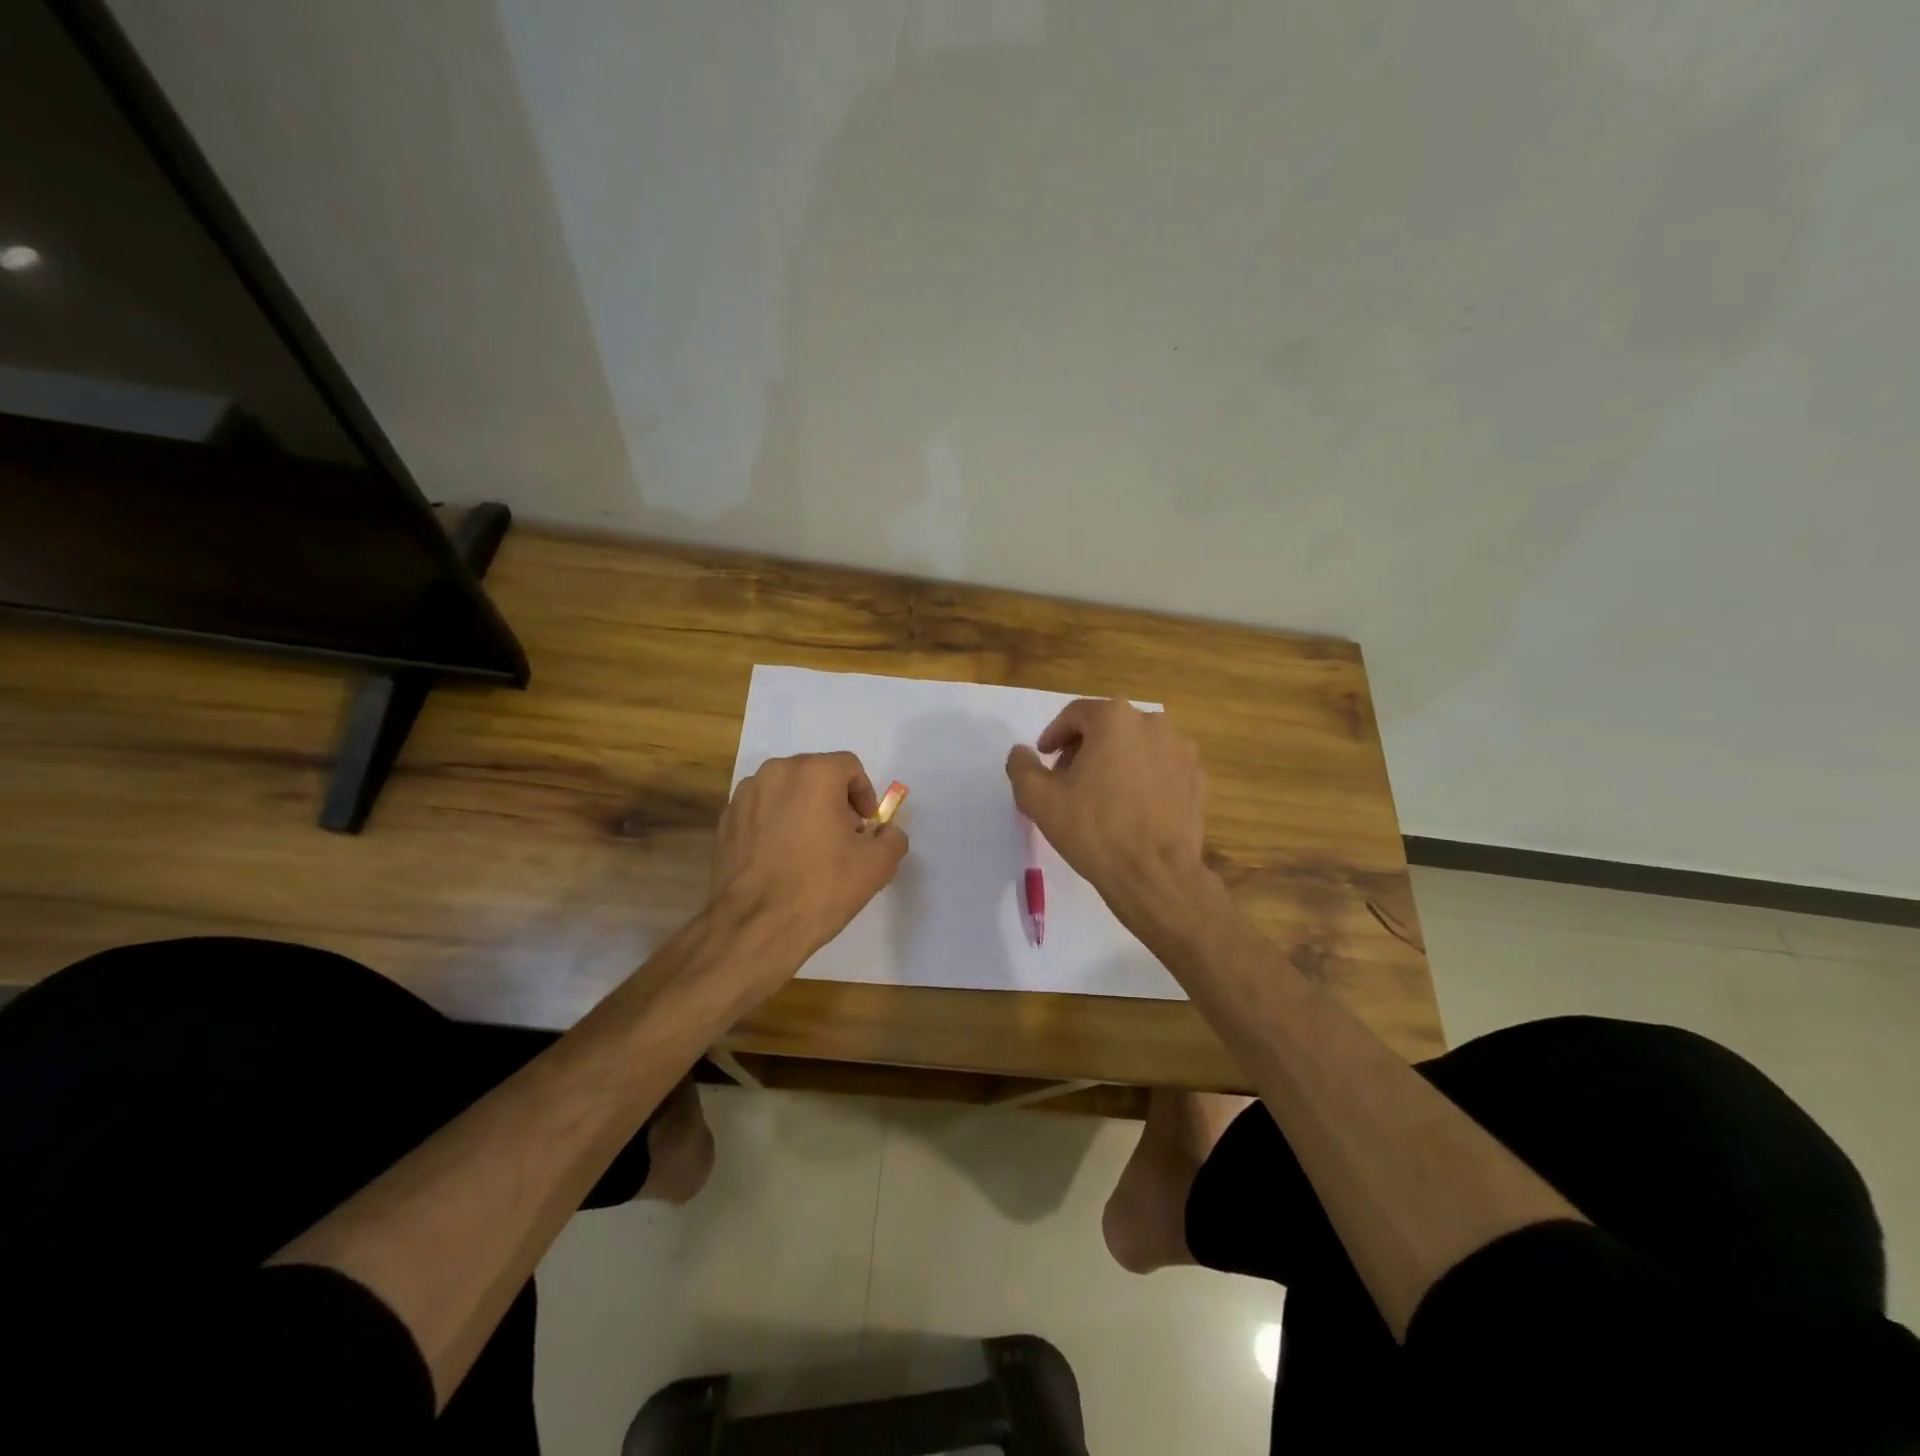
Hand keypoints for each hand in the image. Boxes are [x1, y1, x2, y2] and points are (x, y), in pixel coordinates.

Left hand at [710, 752, 908, 969]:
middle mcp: (775, 773)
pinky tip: (783, 859)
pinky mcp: (725, 820)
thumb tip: (886, 832)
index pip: (849, 767)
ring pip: (786, 791)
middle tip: (844, 838)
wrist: (754, 926)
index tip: (866, 828)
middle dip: (835, 801)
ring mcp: (744, 795)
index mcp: (813, 773)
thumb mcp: (876, 866)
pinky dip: (777, 824)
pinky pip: (762, 810)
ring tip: (812, 849)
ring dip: (804, 810)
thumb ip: (892, 838)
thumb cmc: (819, 888)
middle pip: (816, 775)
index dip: (864, 795)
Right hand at [1005, 700, 1206, 919]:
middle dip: (1084, 747)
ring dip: (1114, 760)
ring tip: (1099, 794)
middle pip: (1108, 726)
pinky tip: (1130, 806)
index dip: (1054, 734)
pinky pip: (1160, 766)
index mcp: (1114, 719)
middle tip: (1067, 777)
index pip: (1075, 714)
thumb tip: (1022, 752)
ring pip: (1136, 745)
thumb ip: (1022, 767)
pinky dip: (1142, 776)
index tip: (1044, 757)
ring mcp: (1180, 750)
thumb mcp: (1039, 799)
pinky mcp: (1196, 777)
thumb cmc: (1094, 830)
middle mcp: (1152, 723)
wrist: (1155, 874)